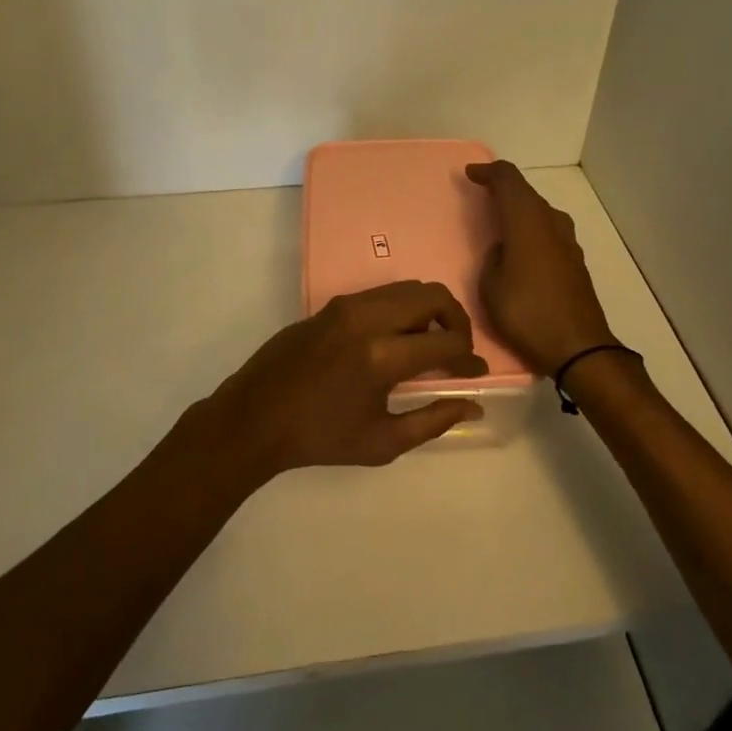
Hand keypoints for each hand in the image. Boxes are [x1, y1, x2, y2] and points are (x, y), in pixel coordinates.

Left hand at [206, 280, 487, 474]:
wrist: (255, 417)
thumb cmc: (319, 438)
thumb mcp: (382, 442)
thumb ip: (433, 421)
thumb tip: (473, 406)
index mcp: (382, 356)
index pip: (446, 343)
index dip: (469, 357)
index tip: (476, 371)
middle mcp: (368, 318)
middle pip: (433, 295)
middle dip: (457, 319)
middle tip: (458, 349)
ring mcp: (348, 305)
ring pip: (408, 288)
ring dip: (429, 310)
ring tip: (428, 344)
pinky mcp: (333, 304)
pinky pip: (381, 294)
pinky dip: (402, 308)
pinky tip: (395, 339)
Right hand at [465, 160, 614, 376]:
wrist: (579, 348)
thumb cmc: (528, 313)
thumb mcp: (491, 286)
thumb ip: (493, 259)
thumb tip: (504, 250)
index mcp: (527, 221)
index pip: (509, 179)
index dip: (489, 172)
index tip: (470, 175)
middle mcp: (551, 222)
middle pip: (526, 192)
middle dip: (503, 188)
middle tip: (481, 193)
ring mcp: (567, 242)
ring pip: (540, 211)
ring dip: (519, 209)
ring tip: (499, 220)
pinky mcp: (575, 261)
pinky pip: (548, 231)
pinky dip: (531, 228)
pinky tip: (521, 246)